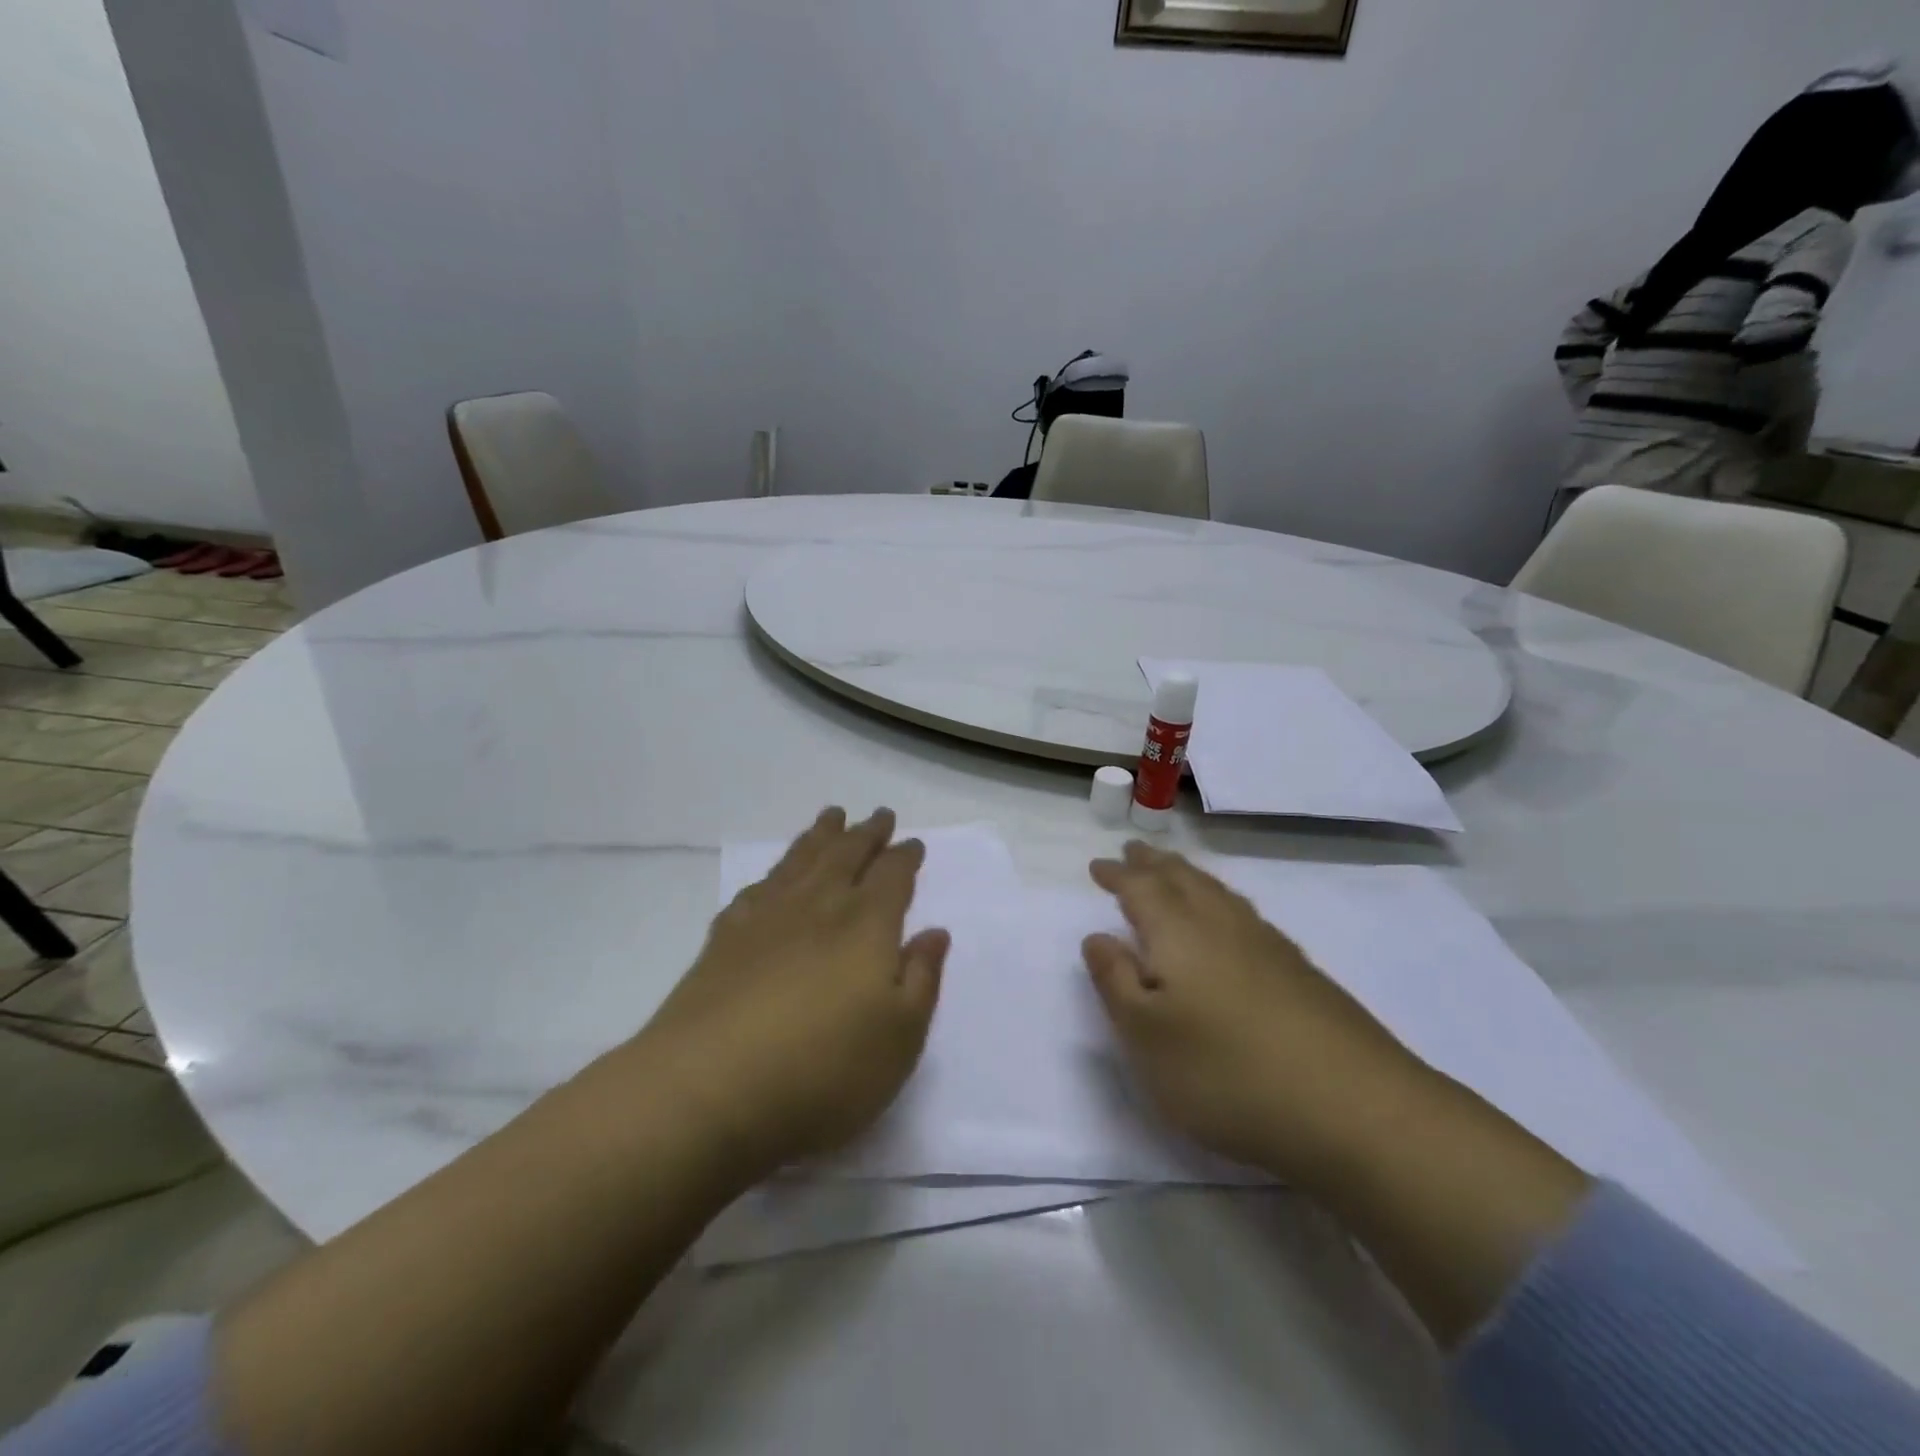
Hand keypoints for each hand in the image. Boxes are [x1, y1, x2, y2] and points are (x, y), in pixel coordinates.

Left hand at [636, 808, 948, 1181]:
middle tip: (879, 815)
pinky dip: (774, 874)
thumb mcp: (899, 1037)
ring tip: (832, 817)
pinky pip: (757, 889)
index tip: (913, 843)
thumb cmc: (823, 1069)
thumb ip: (922, 979)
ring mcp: (766, 917)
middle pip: (847, 854)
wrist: (707, 1089)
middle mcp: (818, 906)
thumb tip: (934, 932)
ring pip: (801, 860)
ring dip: (821, 836)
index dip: (905, 856)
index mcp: (866, 924)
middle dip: (867, 833)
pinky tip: (774, 877)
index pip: (892, 875)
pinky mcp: (725, 939)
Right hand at [1083, 842, 1429, 1186]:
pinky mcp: (1301, 973)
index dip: (1117, 876)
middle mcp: (1223, 926)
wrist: (1356, 1110)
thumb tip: (1098, 936)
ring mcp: (1269, 947)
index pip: (1140, 889)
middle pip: (1183, 879)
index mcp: (1179, 934)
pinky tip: (1231, 922)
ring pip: (1219, 893)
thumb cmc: (1227, 1074)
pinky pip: (1246, 914)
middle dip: (1154, 864)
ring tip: (1176, 872)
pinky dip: (1223, 901)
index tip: (1098, 865)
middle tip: (1134, 852)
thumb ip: (1115, 982)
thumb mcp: (1146, 1036)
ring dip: (1189, 876)